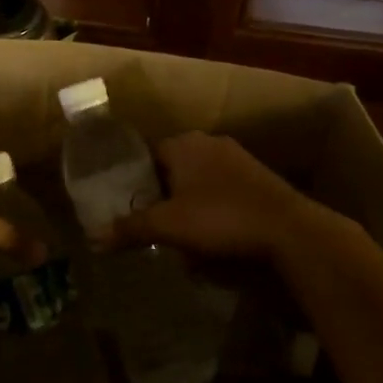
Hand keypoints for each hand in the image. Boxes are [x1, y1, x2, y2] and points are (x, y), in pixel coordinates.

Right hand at [114, 132, 316, 259]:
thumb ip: (130, 228)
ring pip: (198, 182)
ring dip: (187, 206)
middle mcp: (209, 143)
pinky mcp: (259, 179)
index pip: (146, 155)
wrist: (289, 230)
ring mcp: (238, 159)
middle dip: (161, 197)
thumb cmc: (220, 218)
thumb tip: (92, 239)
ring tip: (180, 237)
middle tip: (151, 225)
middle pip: (172, 169)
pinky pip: (222, 193)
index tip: (126, 206)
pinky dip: (213, 211)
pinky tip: (213, 237)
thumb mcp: (167, 226)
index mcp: (183, 143)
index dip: (133, 181)